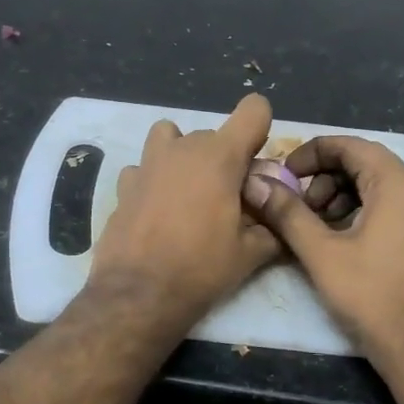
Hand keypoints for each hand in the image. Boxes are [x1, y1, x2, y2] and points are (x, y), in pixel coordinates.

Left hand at [88, 94, 282, 328]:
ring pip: (170, 138)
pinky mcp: (123, 184)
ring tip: (188, 192)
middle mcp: (183, 148)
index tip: (256, 161)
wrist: (139, 294)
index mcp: (221, 156)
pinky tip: (157, 208)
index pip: (253, 110)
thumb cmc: (201, 269)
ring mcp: (148, 163)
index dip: (260, 128)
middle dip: (225, 159)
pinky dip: (153, 179)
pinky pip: (143, 168)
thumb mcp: (250, 253)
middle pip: (214, 134)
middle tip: (229, 198)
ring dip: (183, 155)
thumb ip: (272, 226)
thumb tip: (280, 218)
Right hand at [245, 135, 403, 369]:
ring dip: (339, 197)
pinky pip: (390, 210)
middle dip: (323, 177)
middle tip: (296, 206)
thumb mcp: (322, 253)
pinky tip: (337, 242)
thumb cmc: (374, 297)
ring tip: (313, 227)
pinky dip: (359, 213)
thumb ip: (287, 213)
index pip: (350, 145)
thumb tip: (256, 183)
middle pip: (364, 164)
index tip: (283, 174)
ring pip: (376, 188)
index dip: (311, 152)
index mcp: (397, 185)